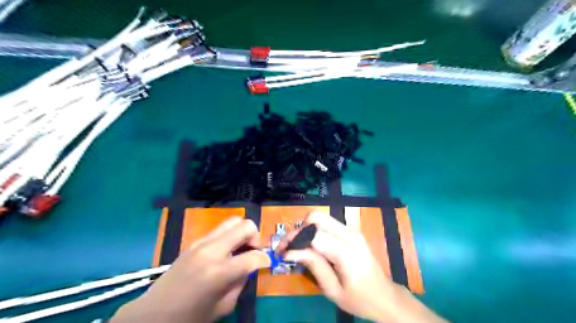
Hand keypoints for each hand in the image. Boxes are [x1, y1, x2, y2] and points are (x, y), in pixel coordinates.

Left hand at [111, 217, 271, 322]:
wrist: (153, 315)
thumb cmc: (190, 318)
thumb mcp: (224, 306)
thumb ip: (241, 282)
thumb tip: (250, 266)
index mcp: (219, 272)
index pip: (253, 256)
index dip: (265, 259)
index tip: (266, 263)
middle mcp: (212, 250)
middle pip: (245, 226)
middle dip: (256, 236)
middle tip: (253, 251)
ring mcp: (201, 242)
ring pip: (232, 221)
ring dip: (242, 233)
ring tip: (241, 249)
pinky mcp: (194, 242)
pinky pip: (219, 230)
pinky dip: (229, 236)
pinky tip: (225, 252)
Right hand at [276, 211, 446, 322]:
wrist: (385, 296)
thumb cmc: (359, 299)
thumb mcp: (333, 289)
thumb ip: (314, 265)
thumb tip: (291, 251)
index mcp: (346, 251)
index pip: (313, 234)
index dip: (294, 241)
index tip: (282, 252)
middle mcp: (349, 233)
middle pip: (316, 217)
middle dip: (298, 229)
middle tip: (289, 247)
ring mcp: (352, 230)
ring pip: (320, 217)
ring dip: (305, 229)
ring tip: (297, 247)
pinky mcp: (351, 230)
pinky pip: (327, 223)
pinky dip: (314, 231)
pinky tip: (310, 246)